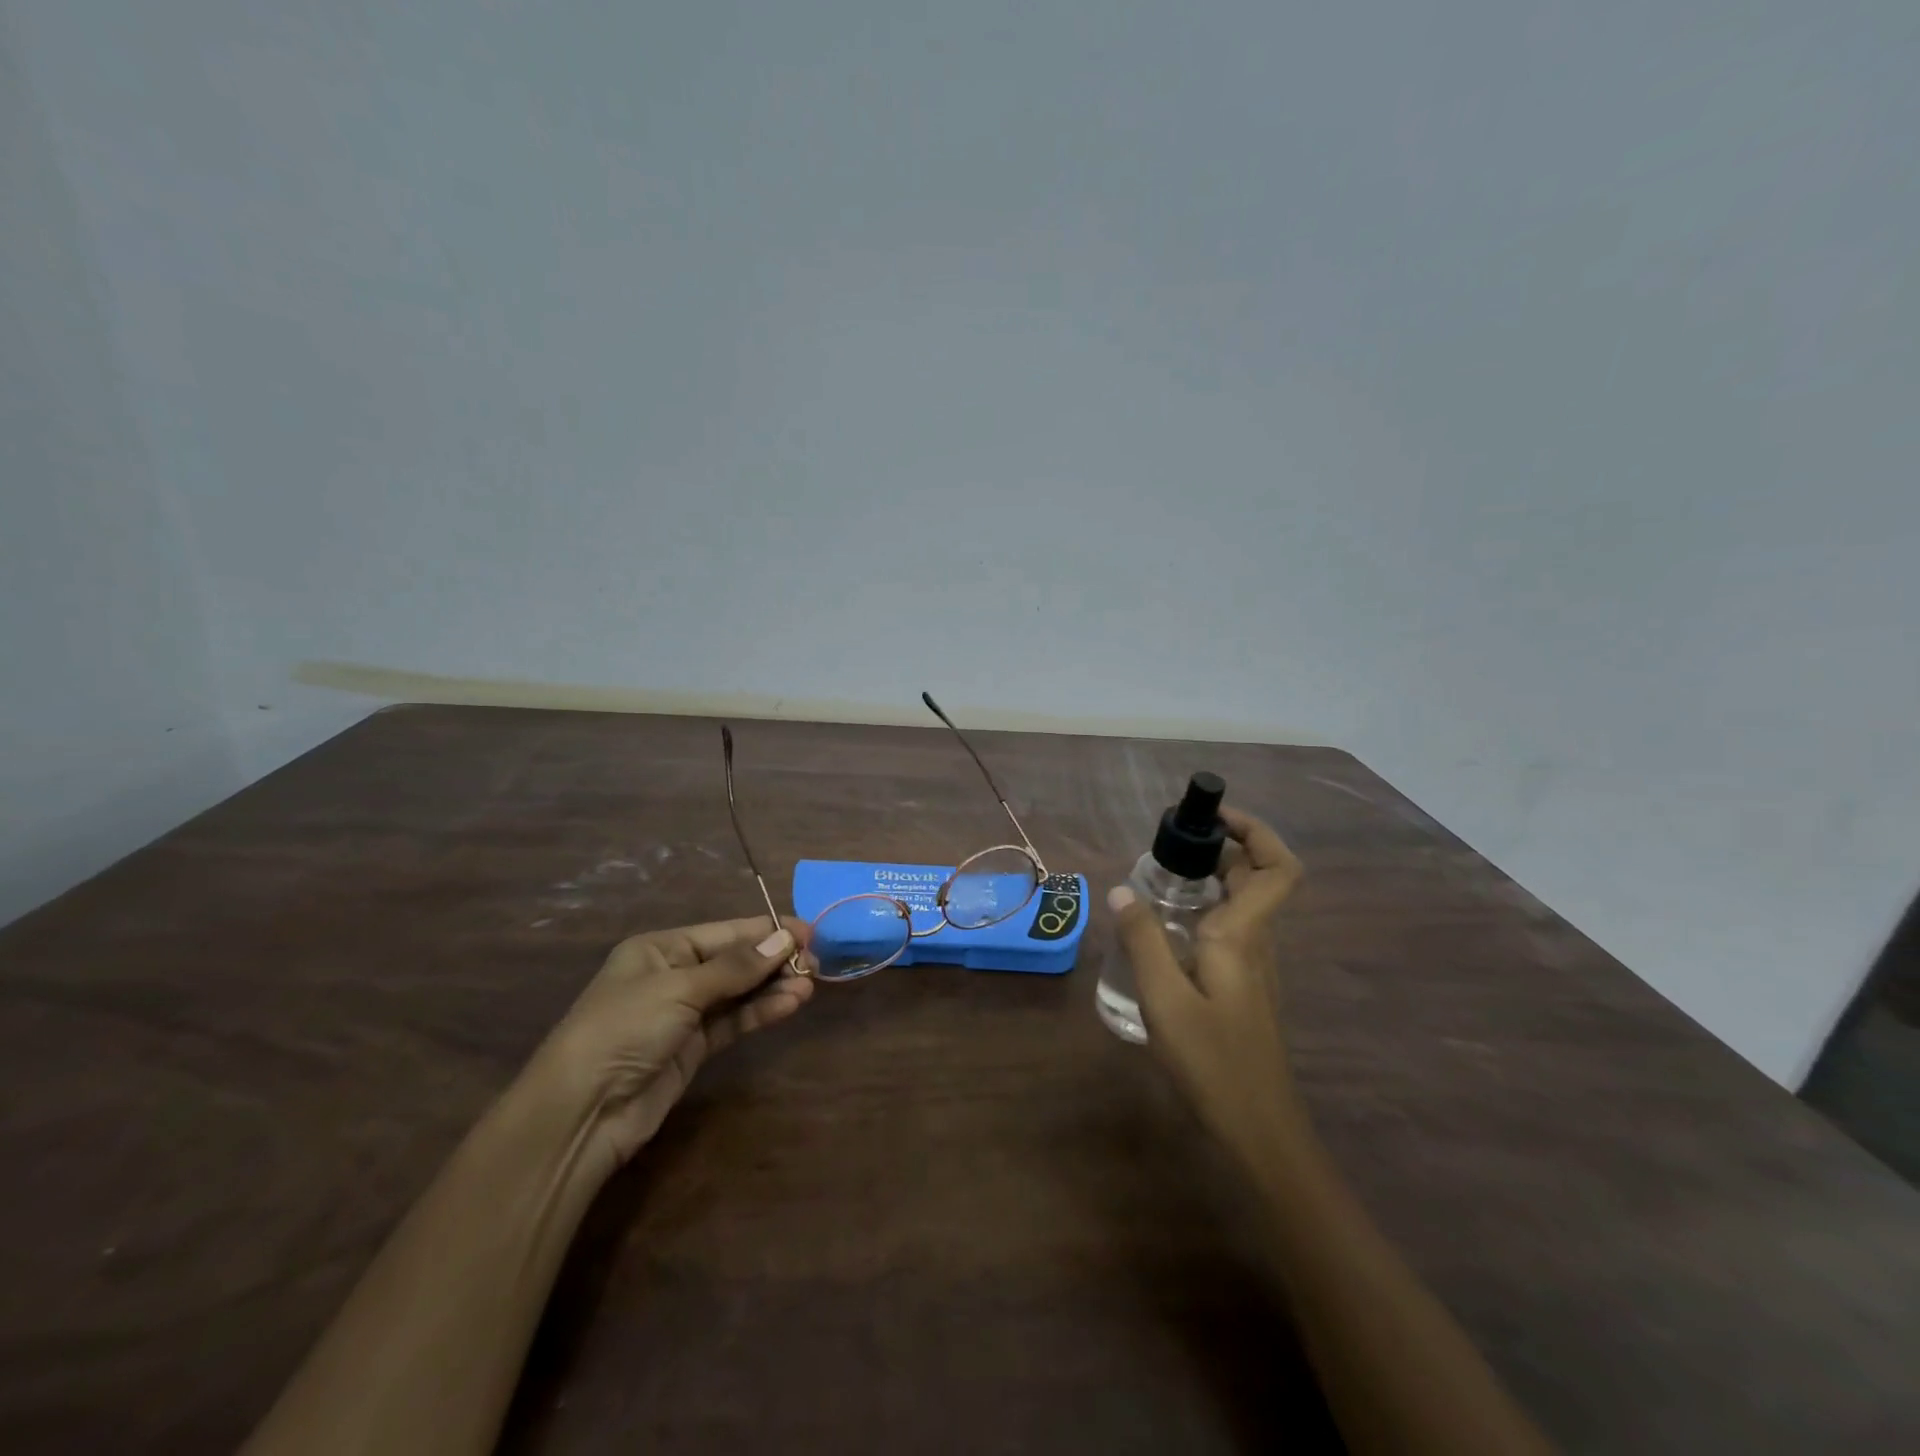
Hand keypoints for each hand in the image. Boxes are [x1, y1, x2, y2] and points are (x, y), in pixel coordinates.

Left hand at [530, 917, 816, 1168]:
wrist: (581, 1113)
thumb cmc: (624, 1029)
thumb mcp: (679, 989)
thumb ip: (736, 967)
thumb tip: (784, 940)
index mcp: (661, 949)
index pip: (725, 932)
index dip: (767, 931)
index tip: (808, 931)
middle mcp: (674, 975)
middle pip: (735, 960)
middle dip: (774, 960)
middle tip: (815, 963)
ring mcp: (684, 1013)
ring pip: (739, 992)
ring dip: (772, 987)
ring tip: (809, 986)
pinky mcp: (693, 1048)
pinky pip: (734, 1021)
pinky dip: (760, 1012)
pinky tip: (789, 1005)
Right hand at [1109, 807, 1304, 1161]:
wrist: (1258, 1130)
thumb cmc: (1213, 1062)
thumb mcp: (1164, 999)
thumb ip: (1142, 940)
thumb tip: (1121, 889)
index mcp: (1243, 935)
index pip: (1277, 867)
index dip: (1256, 831)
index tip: (1212, 817)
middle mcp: (1256, 942)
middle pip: (1256, 878)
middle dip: (1220, 849)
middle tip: (1169, 846)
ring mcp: (1254, 967)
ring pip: (1243, 904)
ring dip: (1211, 879)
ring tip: (1159, 880)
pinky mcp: (1244, 988)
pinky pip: (1231, 930)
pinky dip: (1205, 911)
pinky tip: (1167, 931)